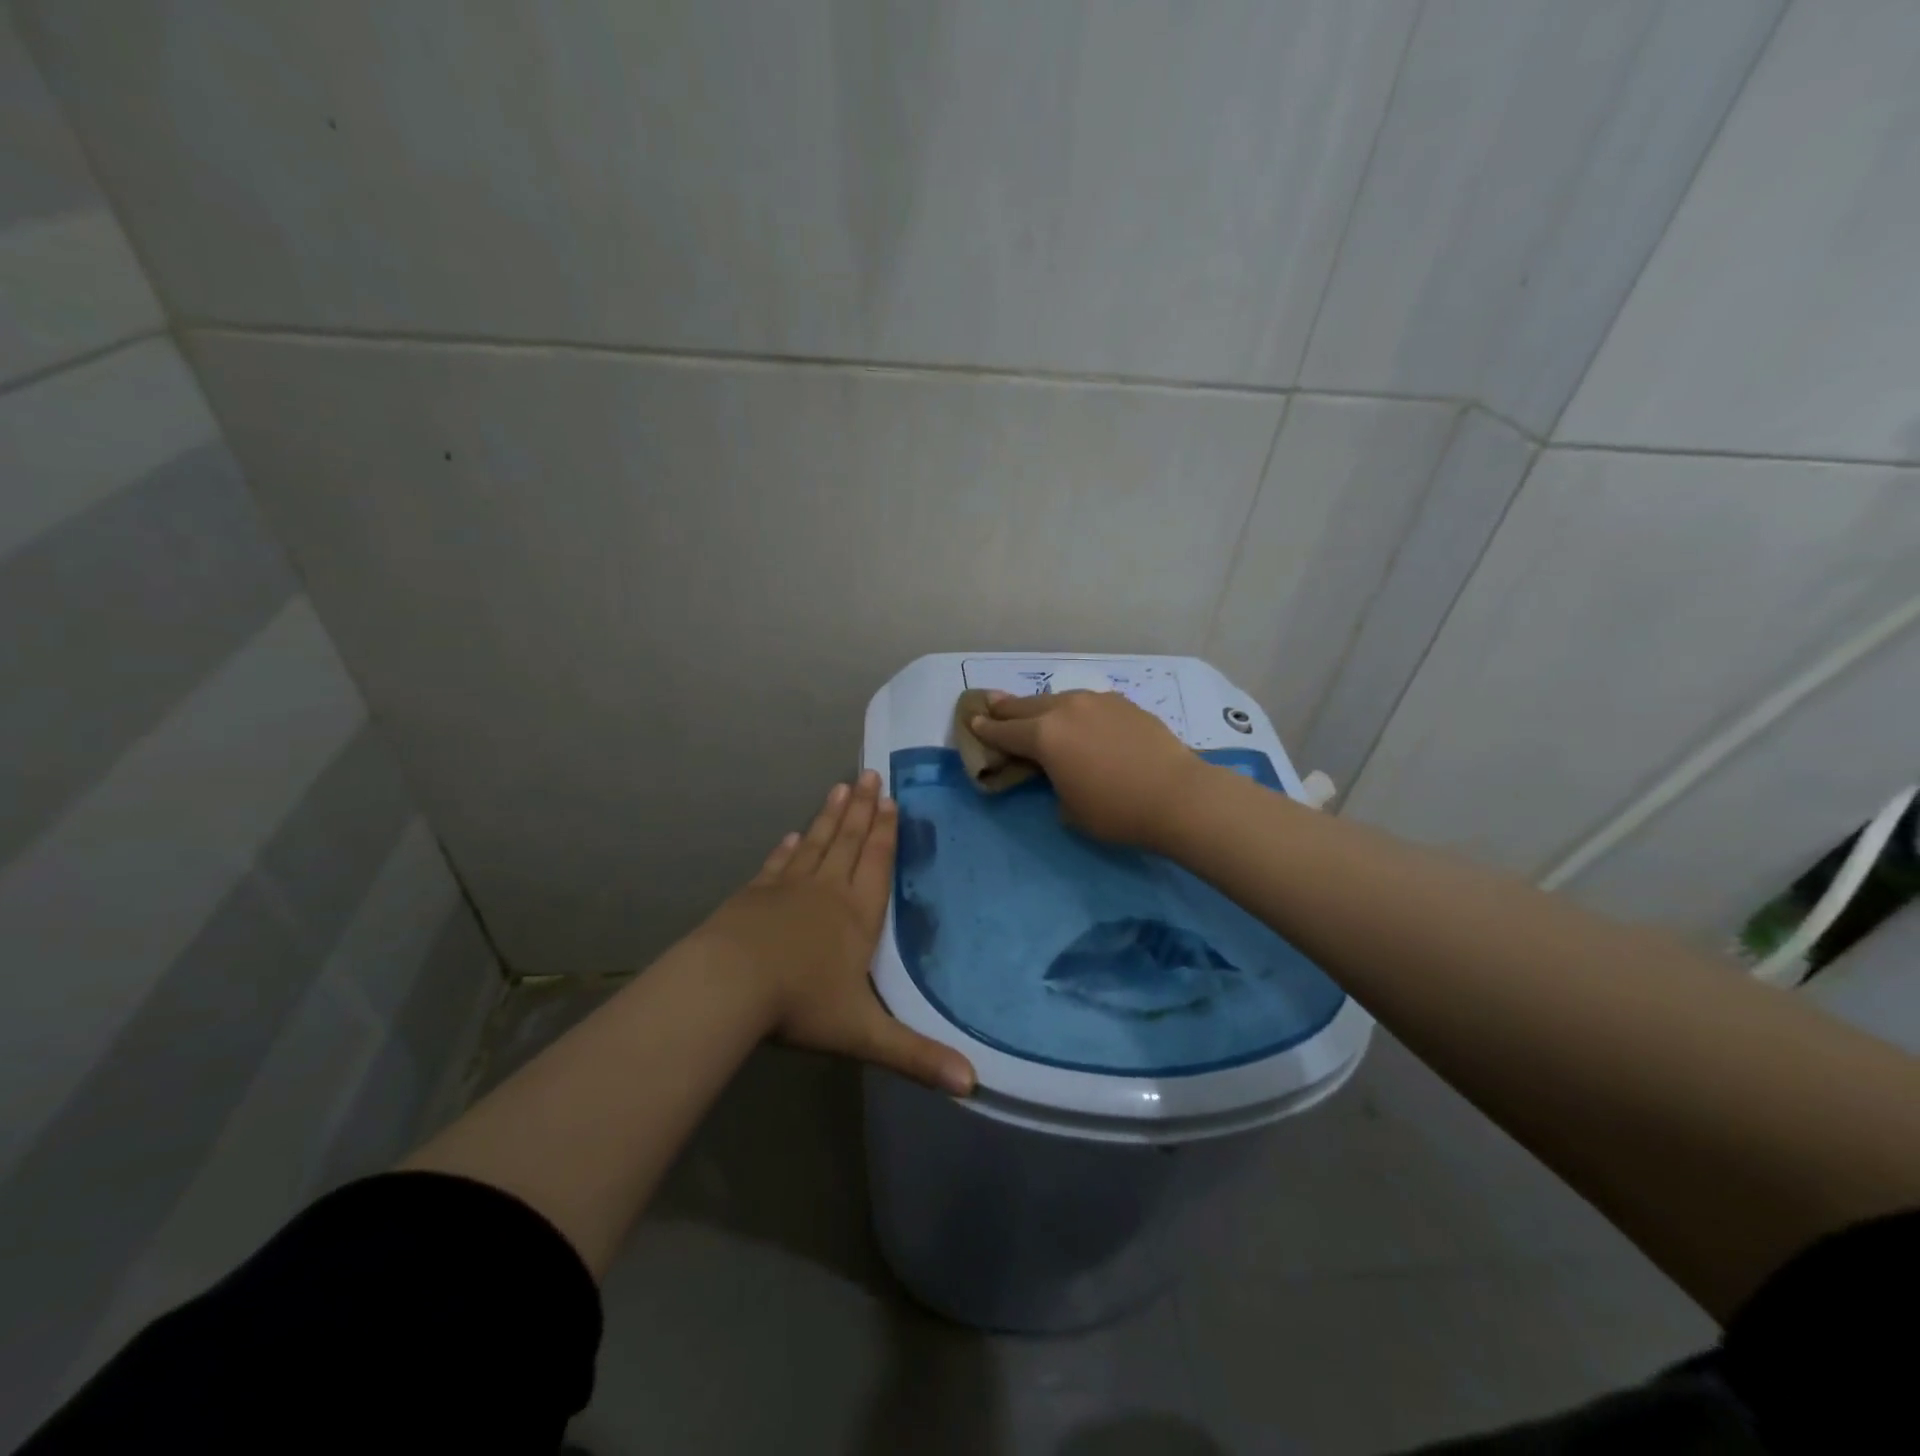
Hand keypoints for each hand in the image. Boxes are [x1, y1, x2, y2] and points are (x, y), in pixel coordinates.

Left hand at [696, 771, 975, 1095]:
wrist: (728, 986)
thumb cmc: (800, 1004)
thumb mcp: (864, 1035)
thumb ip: (916, 1056)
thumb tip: (972, 1085)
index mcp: (856, 916)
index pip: (877, 864)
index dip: (887, 832)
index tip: (892, 800)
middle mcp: (826, 891)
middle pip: (850, 842)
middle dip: (863, 810)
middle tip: (870, 775)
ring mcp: (787, 889)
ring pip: (816, 844)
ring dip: (831, 816)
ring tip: (840, 788)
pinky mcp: (754, 895)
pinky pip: (779, 864)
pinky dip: (788, 847)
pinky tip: (792, 834)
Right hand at [969, 690, 1207, 848]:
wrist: (1178, 795)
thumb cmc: (1116, 811)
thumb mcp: (1069, 808)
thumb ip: (1054, 783)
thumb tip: (1060, 772)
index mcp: (1044, 735)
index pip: (1005, 732)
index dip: (986, 729)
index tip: (972, 721)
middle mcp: (1066, 709)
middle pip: (1027, 706)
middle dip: (1007, 707)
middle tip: (991, 703)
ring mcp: (1097, 701)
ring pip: (1059, 699)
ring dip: (1043, 707)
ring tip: (1035, 710)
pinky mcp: (1124, 703)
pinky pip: (1088, 703)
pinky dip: (1076, 711)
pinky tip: (1081, 719)